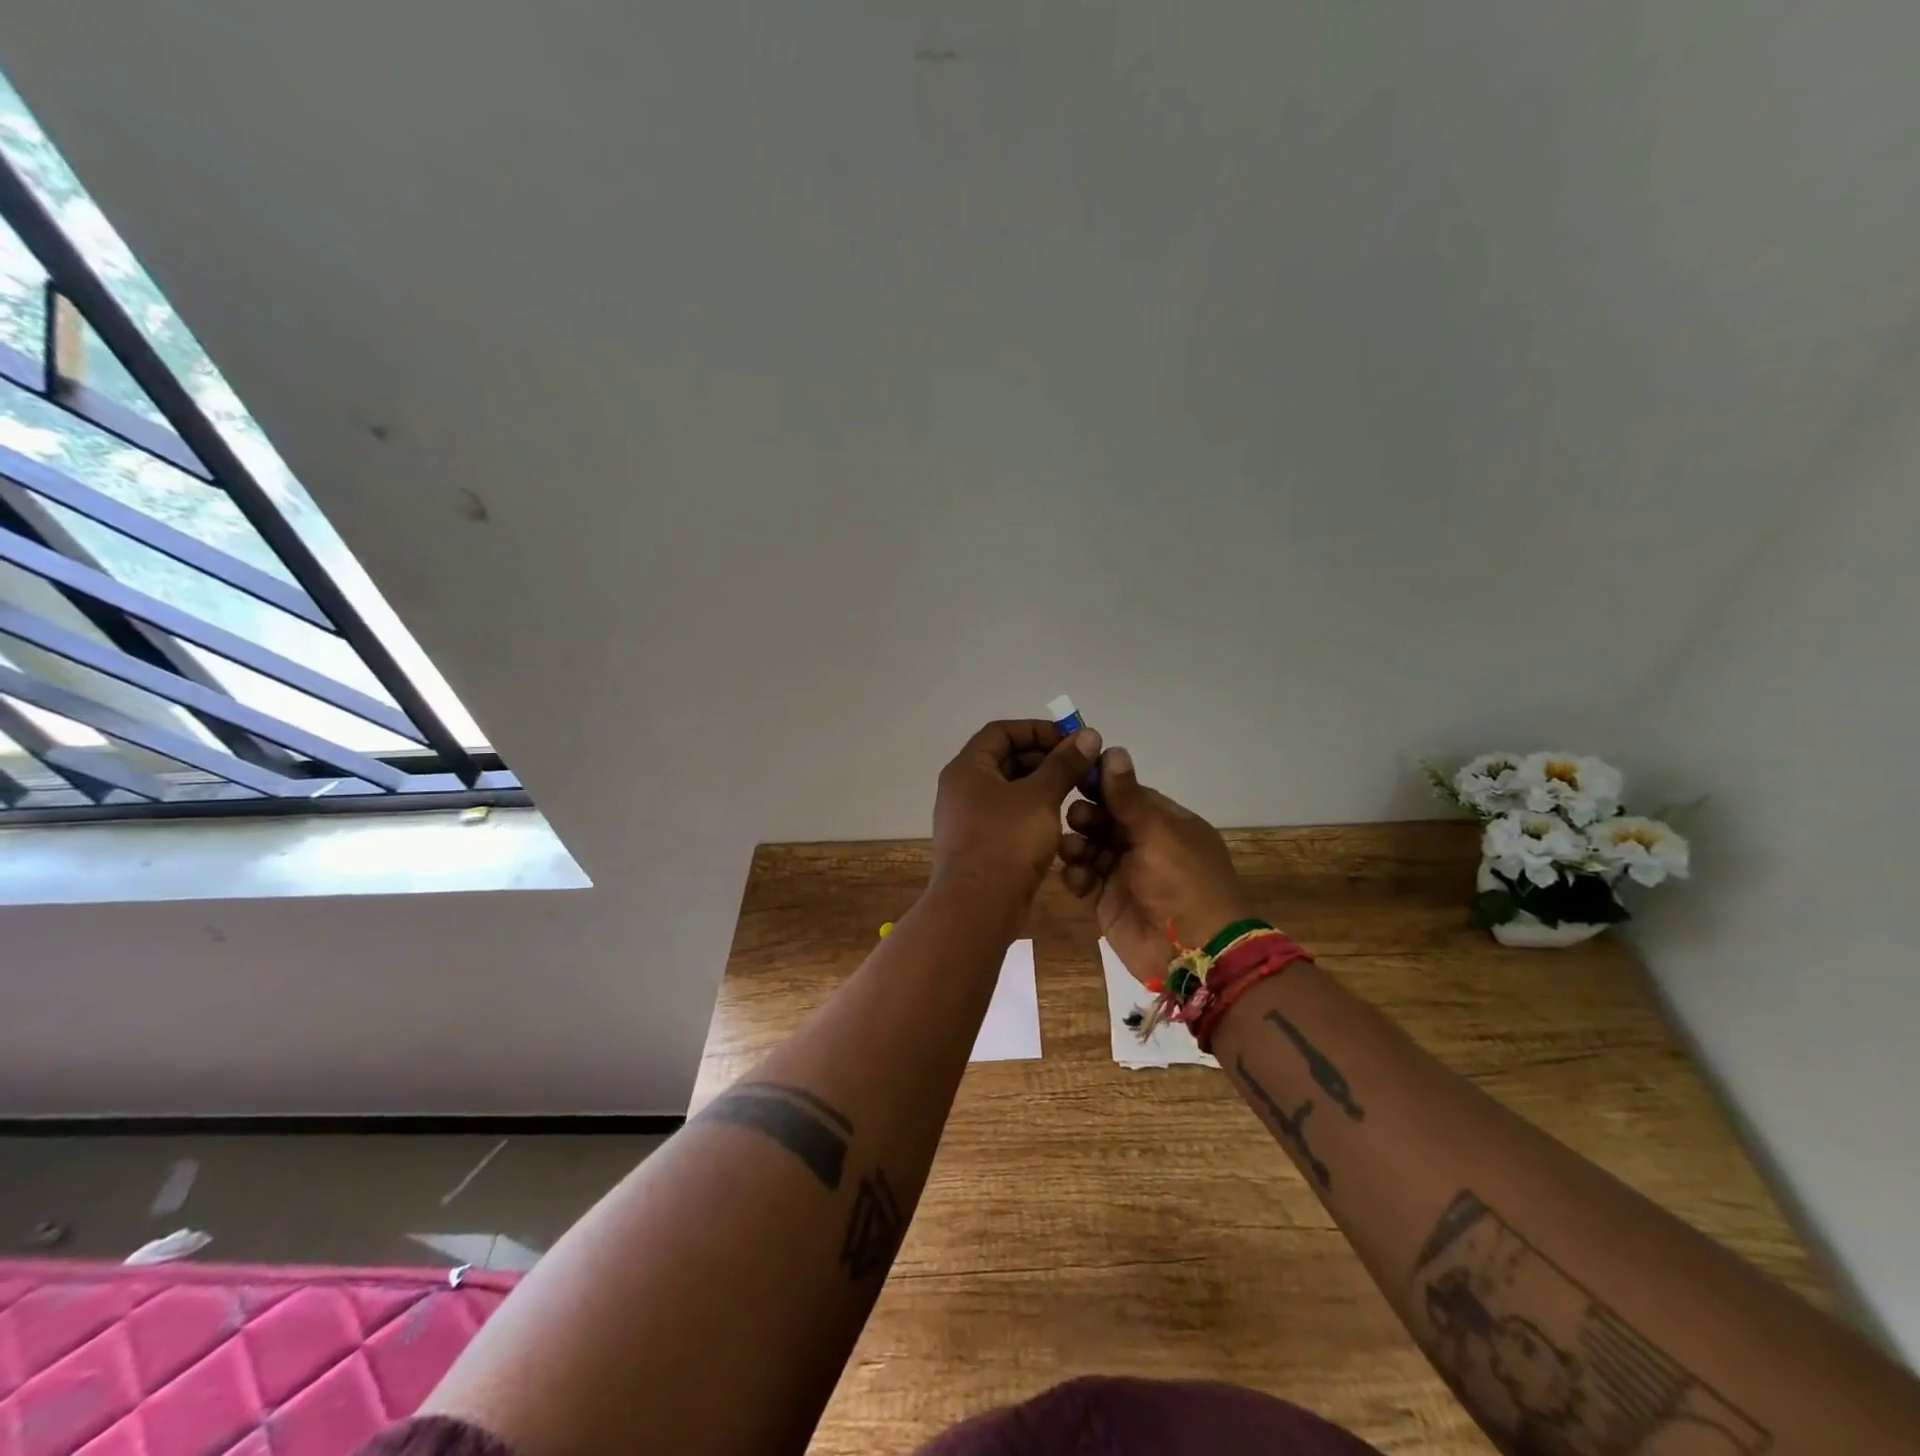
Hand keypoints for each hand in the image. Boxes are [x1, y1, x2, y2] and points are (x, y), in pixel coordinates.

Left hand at [932, 719, 1103, 908]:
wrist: (978, 908)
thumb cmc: (1006, 841)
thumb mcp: (1040, 796)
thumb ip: (1064, 764)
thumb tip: (1088, 735)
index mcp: (968, 768)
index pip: (1001, 731)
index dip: (1037, 730)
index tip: (1071, 740)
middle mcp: (963, 788)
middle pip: (1005, 759)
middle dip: (1044, 759)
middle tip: (1080, 767)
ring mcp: (969, 818)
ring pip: (1010, 790)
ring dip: (1042, 787)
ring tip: (1077, 791)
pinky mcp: (981, 845)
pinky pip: (1009, 816)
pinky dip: (1033, 812)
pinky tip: (1061, 821)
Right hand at [1059, 748, 1254, 985]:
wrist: (1194, 953)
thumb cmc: (1183, 882)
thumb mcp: (1158, 832)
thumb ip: (1128, 796)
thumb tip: (1112, 750)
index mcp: (1165, 822)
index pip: (1126, 793)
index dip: (1101, 783)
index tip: (1072, 772)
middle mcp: (1143, 844)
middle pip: (1103, 818)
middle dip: (1085, 814)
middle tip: (1075, 818)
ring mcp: (1124, 873)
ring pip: (1088, 846)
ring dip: (1075, 843)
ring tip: (1072, 850)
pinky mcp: (1107, 901)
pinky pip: (1082, 878)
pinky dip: (1075, 875)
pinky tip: (1075, 877)